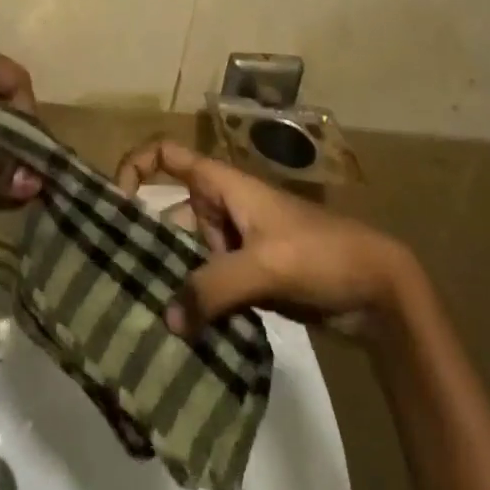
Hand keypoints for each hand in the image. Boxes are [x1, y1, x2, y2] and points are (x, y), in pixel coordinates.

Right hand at [115, 138, 413, 337]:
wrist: (376, 288)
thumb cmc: (318, 252)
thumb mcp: (265, 264)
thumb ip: (215, 286)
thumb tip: (166, 317)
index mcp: (223, 184)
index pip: (168, 156)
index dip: (136, 166)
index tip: (114, 201)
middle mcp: (222, 208)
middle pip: (171, 214)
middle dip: (146, 240)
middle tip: (114, 277)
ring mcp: (235, 244)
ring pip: (188, 255)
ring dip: (171, 280)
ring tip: (139, 313)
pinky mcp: (248, 278)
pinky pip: (208, 285)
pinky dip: (194, 303)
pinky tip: (177, 333)